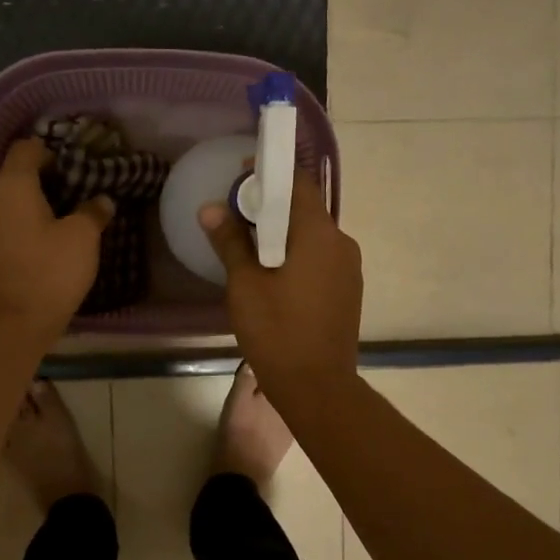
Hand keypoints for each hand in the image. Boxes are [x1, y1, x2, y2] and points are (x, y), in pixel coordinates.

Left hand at [0, 140, 113, 342]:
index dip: (49, 151)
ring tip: (58, 221)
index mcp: (12, 185)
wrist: (14, 323)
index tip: (72, 167)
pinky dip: (20, 227)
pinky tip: (40, 244)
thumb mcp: (83, 238)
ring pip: (7, 203)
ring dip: (30, 206)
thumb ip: (93, 212)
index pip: (25, 149)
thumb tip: (101, 200)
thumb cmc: (51, 271)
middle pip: (14, 176)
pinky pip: (2, 227)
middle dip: (41, 180)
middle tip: (72, 193)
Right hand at [199, 172, 361, 400]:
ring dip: (282, 232)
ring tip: (248, 245)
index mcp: (318, 234)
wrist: (318, 387)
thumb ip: (230, 242)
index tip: (242, 173)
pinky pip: (319, 257)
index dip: (271, 172)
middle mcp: (342, 243)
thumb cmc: (277, 332)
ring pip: (312, 235)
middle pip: (305, 209)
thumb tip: (210, 209)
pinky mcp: (347, 290)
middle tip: (235, 213)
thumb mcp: (245, 285)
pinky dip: (295, 253)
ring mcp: (349, 268)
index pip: (299, 183)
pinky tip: (272, 273)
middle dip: (271, 205)